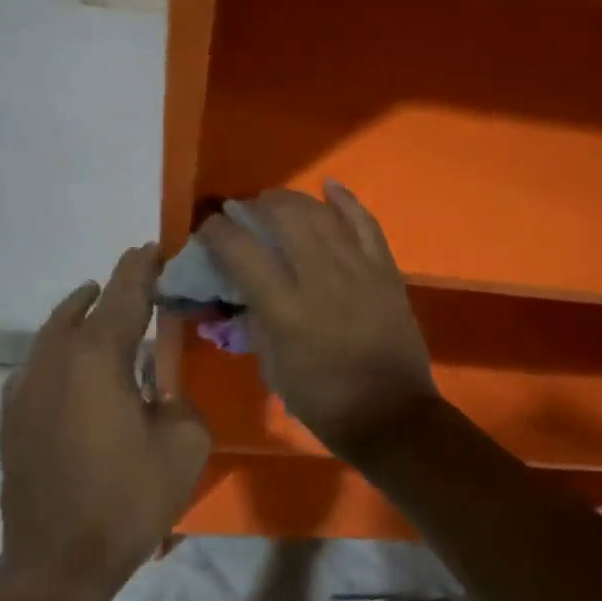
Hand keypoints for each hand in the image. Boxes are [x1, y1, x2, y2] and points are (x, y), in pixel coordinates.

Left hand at [0, 245, 209, 600]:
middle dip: (113, 289)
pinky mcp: (12, 418)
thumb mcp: (185, 444)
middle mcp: (55, 362)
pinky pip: (38, 366)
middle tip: (140, 279)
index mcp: (98, 359)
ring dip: (82, 316)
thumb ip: (179, 400)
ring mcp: (26, 390)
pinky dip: (61, 352)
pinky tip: (75, 366)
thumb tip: (161, 391)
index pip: (124, 295)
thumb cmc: (128, 500)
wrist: (55, 564)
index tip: (154, 247)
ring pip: (54, 333)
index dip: (141, 268)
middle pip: (84, 308)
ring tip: (104, 308)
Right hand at [200, 183, 439, 461]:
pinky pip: (366, 223)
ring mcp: (358, 269)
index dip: (218, 231)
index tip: (209, 228)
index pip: (241, 251)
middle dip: (258, 206)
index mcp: (285, 309)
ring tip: (278, 202)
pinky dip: (346, 201)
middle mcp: (320, 278)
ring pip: (322, 214)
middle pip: (284, 218)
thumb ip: (258, 323)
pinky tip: (330, 186)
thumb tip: (247, 292)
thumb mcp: (273, 369)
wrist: (391, 414)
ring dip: (294, 200)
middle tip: (247, 212)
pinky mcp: (386, 270)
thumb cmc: (324, 401)